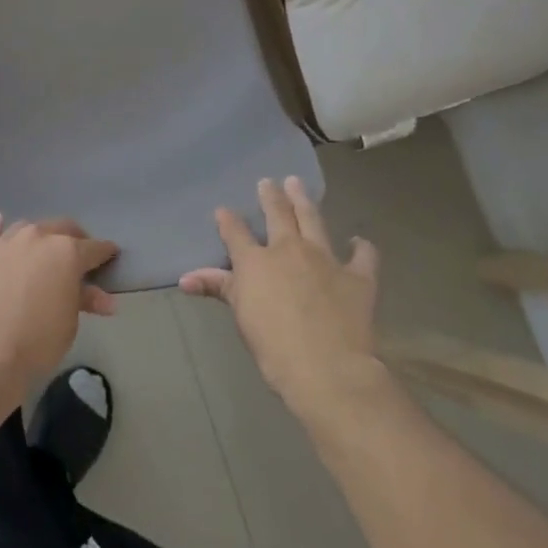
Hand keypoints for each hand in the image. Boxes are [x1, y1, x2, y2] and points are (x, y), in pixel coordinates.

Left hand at [0, 213, 117, 394]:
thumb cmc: (36, 342)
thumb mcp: (69, 324)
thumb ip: (84, 301)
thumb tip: (105, 299)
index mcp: (66, 252)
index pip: (94, 248)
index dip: (105, 252)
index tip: (111, 256)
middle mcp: (35, 237)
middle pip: (61, 228)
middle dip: (73, 238)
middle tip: (77, 254)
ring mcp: (3, 243)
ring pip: (26, 228)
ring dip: (38, 237)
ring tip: (40, 250)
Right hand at [181, 177, 384, 420]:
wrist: (326, 366)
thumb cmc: (273, 345)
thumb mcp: (240, 315)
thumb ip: (218, 289)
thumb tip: (185, 278)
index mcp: (256, 260)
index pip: (236, 232)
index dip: (227, 220)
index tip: (223, 210)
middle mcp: (289, 249)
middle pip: (278, 214)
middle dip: (271, 196)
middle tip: (268, 181)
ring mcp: (326, 258)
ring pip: (313, 220)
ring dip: (304, 201)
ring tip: (298, 184)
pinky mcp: (358, 276)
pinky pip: (362, 255)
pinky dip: (361, 247)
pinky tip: (358, 241)